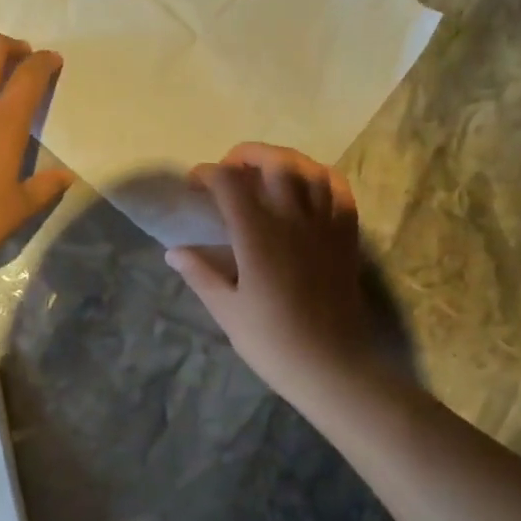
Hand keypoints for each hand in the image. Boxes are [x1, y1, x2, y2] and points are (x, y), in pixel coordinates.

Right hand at [166, 143, 377, 405]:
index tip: (194, 186)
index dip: (208, 175)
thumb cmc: (273, 342)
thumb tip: (174, 252)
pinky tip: (308, 186)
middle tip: (229, 170)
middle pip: (274, 161)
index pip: (230, 182)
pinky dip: (320, 177)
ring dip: (284, 160)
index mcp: (258, 234)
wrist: (331, 366)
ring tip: (266, 172)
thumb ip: (200, 275)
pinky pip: (338, 191)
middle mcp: (293, 218)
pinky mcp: (346, 236)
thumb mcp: (227, 310)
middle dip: (246, 155)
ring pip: (309, 169)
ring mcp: (325, 224)